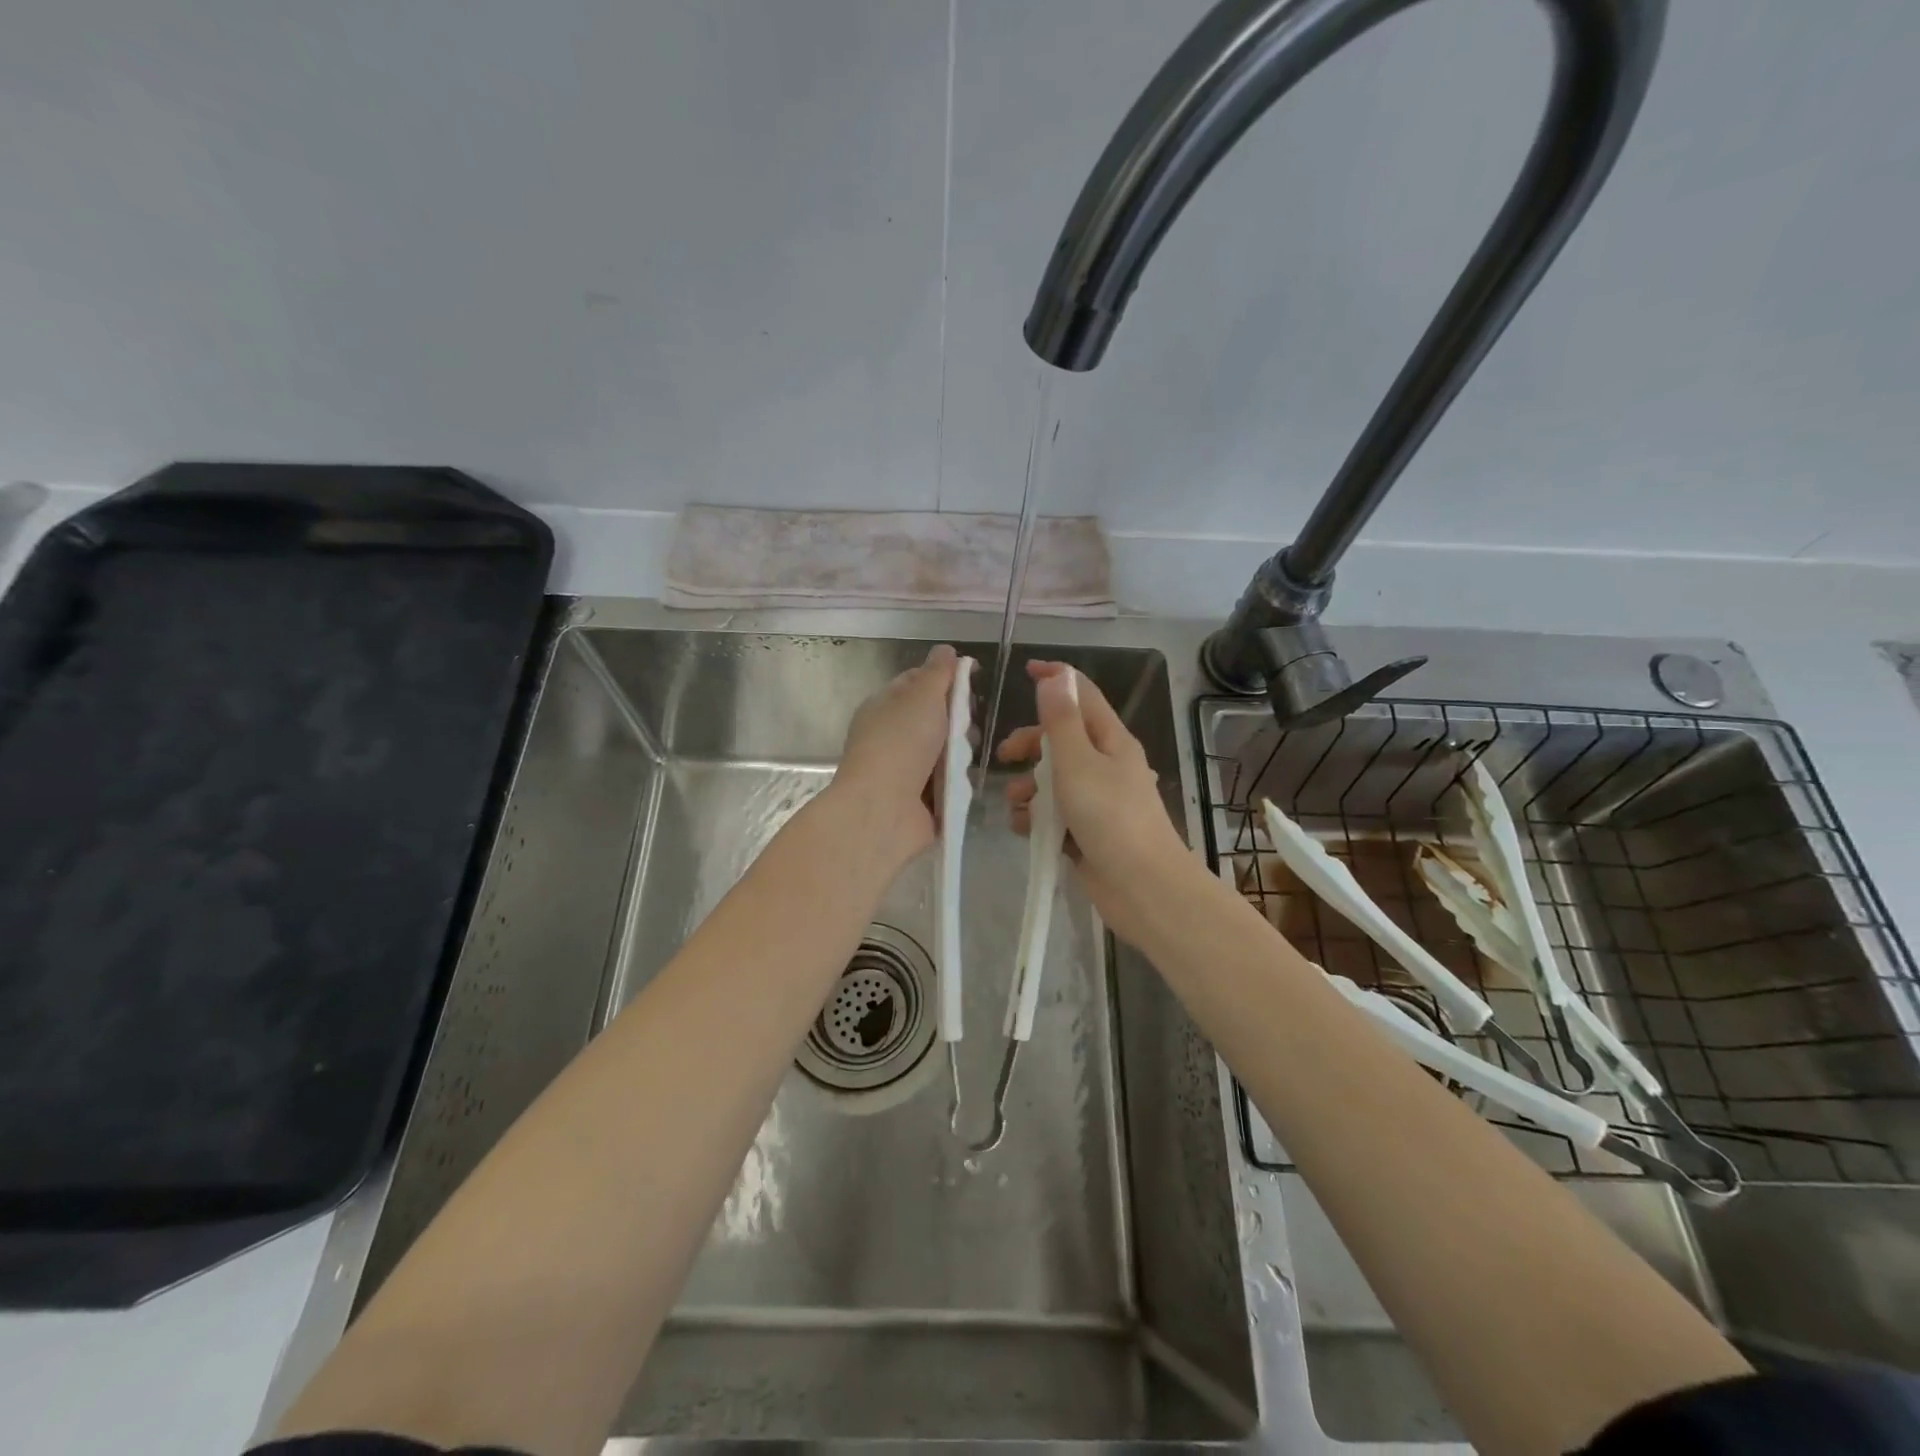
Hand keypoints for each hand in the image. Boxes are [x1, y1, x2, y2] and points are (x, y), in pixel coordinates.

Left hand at [830, 643, 960, 869]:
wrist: (884, 810)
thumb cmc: (901, 743)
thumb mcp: (922, 696)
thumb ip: (938, 672)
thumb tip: (946, 650)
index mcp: (883, 707)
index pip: (915, 683)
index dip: (943, 679)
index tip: (971, 681)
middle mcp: (890, 737)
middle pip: (934, 719)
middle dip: (957, 721)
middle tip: (969, 725)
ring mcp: (903, 771)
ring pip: (943, 753)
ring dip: (960, 753)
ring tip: (967, 756)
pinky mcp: (918, 801)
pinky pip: (946, 783)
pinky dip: (957, 783)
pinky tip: (966, 781)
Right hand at [1000, 661, 1191, 944]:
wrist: (1142, 888)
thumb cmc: (1110, 817)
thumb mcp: (1078, 762)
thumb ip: (1061, 721)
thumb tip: (1055, 676)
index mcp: (1111, 740)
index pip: (1083, 695)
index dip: (1056, 679)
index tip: (1026, 671)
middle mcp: (1105, 765)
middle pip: (1060, 739)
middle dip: (1030, 745)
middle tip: (1006, 757)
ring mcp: (1097, 800)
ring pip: (1053, 780)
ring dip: (1029, 788)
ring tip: (1018, 807)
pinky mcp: (1087, 831)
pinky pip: (1054, 814)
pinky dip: (1037, 818)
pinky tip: (1027, 830)